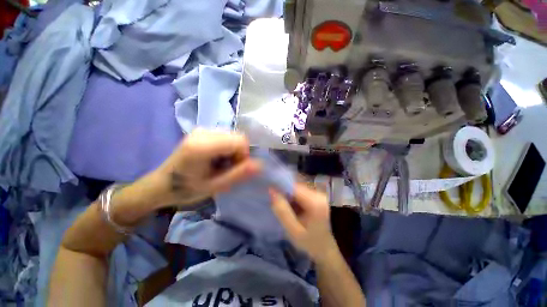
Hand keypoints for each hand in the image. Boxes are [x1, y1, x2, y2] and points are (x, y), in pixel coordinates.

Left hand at [153, 129, 261, 206]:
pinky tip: (216, 158)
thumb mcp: (215, 186)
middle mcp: (203, 132)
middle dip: (239, 153)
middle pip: (237, 137)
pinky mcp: (201, 131)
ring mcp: (201, 129)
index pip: (240, 141)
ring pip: (233, 137)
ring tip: (220, 165)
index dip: (243, 156)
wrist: (161, 185)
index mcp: (203, 145)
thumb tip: (260, 165)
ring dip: (233, 151)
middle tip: (227, 168)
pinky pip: (225, 137)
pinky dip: (227, 148)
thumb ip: (238, 174)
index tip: (235, 169)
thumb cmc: (186, 189)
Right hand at [269, 183, 336, 262]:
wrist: (324, 247)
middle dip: (283, 189)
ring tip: (279, 200)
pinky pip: (300, 190)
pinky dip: (292, 194)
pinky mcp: (315, 194)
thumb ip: (282, 211)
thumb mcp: (293, 231)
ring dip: (287, 192)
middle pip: (296, 185)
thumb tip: (272, 191)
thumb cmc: (309, 242)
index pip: (294, 187)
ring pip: (297, 186)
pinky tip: (288, 202)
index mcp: (315, 202)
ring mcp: (318, 193)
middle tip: (272, 197)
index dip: (280, 186)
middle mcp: (319, 193)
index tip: (268, 189)